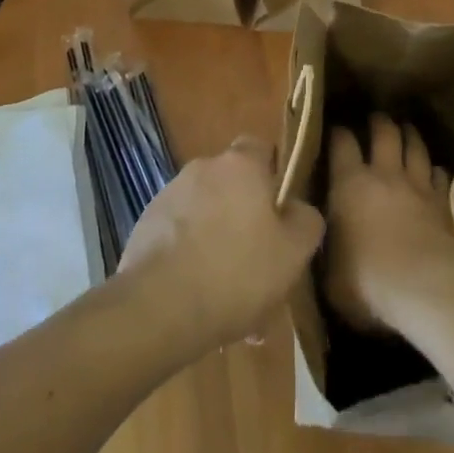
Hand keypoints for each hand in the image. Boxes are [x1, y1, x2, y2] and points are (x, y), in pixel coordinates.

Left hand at [119, 137, 324, 353]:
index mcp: (241, 164)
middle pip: (232, 185)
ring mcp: (170, 193)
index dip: (273, 177)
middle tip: (257, 264)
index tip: (280, 214)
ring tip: (228, 294)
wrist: (159, 304)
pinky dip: (190, 256)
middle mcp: (204, 167)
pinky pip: (179, 235)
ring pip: (206, 213)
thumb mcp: (292, 253)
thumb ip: (306, 222)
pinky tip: (198, 298)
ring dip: (217, 240)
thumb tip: (300, 210)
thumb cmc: (236, 271)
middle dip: (244, 217)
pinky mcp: (147, 222)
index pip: (261, 148)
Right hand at [325, 114, 453, 332]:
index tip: (337, 131)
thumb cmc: (368, 281)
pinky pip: (440, 176)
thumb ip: (325, 248)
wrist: (424, 288)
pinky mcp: (442, 202)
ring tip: (406, 130)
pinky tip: (435, 172)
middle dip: (379, 122)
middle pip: (384, 133)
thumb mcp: (331, 273)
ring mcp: (416, 185)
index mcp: (350, 183)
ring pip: (415, 147)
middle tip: (377, 118)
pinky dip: (436, 171)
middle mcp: (383, 174)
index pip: (342, 143)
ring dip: (410, 136)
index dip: (339, 133)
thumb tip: (316, 238)